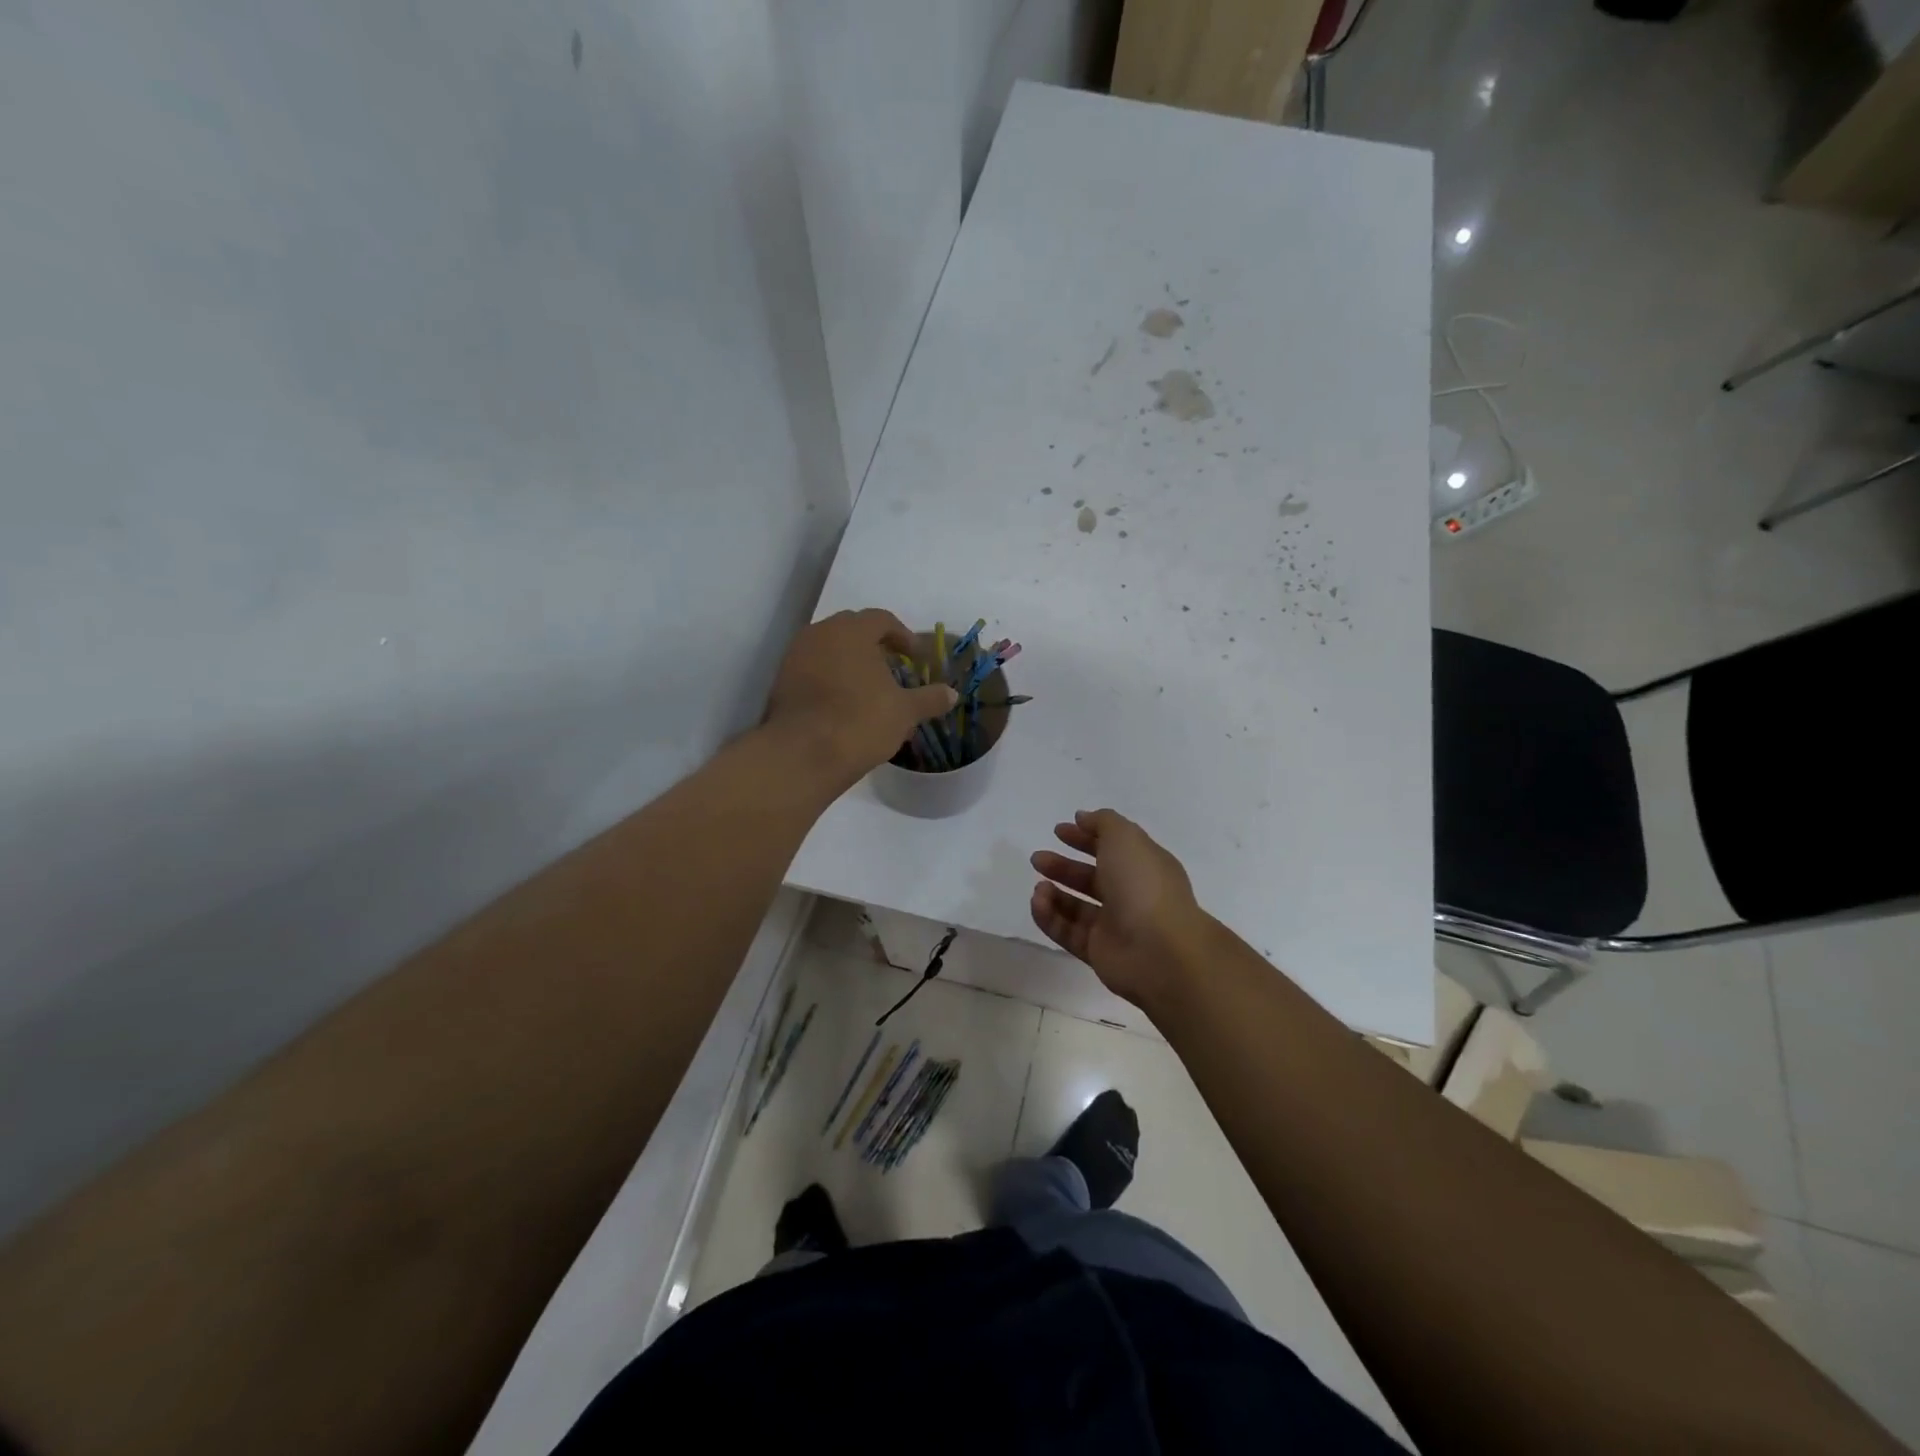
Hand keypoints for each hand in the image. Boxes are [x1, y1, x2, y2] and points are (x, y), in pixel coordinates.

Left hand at [764, 609, 956, 791]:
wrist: (802, 754)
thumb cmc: (860, 722)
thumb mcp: (904, 712)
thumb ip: (929, 699)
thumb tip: (952, 694)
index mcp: (852, 631)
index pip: (880, 619)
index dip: (902, 636)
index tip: (914, 656)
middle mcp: (820, 634)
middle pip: (851, 630)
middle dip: (873, 645)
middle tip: (891, 667)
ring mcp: (795, 656)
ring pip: (828, 649)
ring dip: (849, 662)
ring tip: (867, 688)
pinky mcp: (781, 682)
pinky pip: (812, 670)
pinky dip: (829, 679)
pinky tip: (842, 704)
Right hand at [1030, 809, 1213, 1009]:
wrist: (1159, 951)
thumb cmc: (1143, 886)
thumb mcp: (1125, 838)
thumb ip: (1103, 823)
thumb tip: (1083, 818)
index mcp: (1144, 866)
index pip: (1112, 848)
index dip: (1086, 837)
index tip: (1059, 830)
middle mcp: (1131, 895)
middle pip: (1092, 877)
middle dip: (1064, 866)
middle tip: (1037, 859)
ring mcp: (1115, 925)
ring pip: (1077, 907)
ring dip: (1054, 893)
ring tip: (1039, 887)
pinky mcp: (1098, 951)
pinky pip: (1068, 931)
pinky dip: (1050, 917)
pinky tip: (1037, 902)